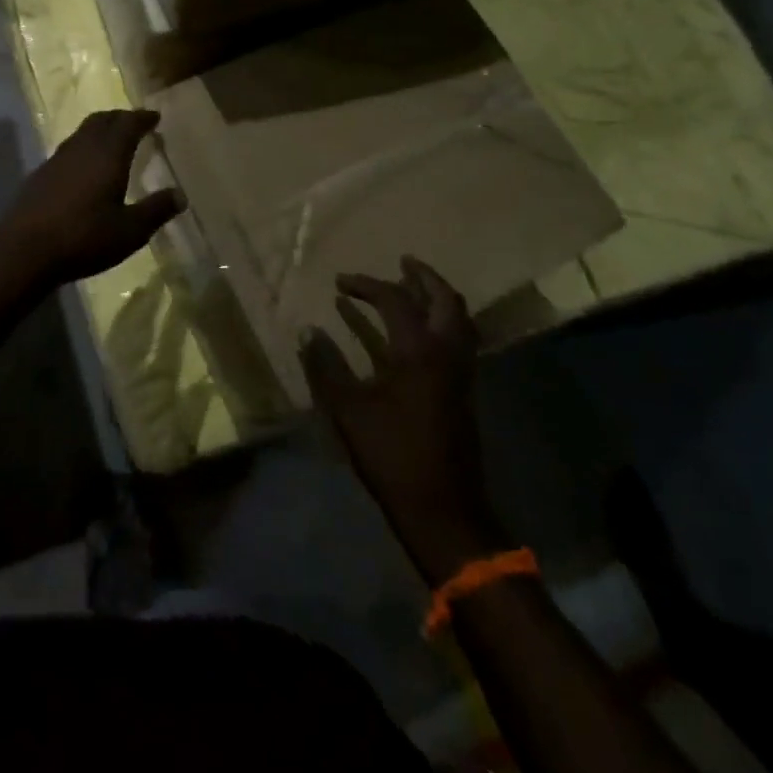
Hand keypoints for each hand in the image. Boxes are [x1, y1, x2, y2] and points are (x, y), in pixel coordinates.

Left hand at [0, 110, 182, 285]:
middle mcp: (82, 148)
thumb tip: (180, 195)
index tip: (155, 116)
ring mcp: (57, 159)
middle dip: (120, 118)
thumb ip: (156, 210)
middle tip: (134, 123)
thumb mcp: (130, 231)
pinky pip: (68, 149)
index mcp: (108, 154)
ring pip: (82, 132)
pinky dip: (83, 147)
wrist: (24, 249)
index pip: (128, 124)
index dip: (143, 118)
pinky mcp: (40, 174)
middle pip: (102, 120)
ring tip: (112, 141)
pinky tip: (84, 168)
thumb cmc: (84, 237)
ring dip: (100, 130)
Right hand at [301, 257, 506, 584]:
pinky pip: (460, 340)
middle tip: (402, 262)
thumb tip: (308, 330)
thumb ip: (326, 366)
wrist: (444, 509)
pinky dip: (442, 322)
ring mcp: (462, 373)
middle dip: (423, 277)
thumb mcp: (349, 410)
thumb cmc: (392, 455)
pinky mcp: (464, 392)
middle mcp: (447, 353)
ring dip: (437, 297)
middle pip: (445, 300)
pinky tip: (421, 332)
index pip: (394, 300)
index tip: (339, 282)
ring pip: (459, 320)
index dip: (365, 285)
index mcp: (418, 351)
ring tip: (413, 287)